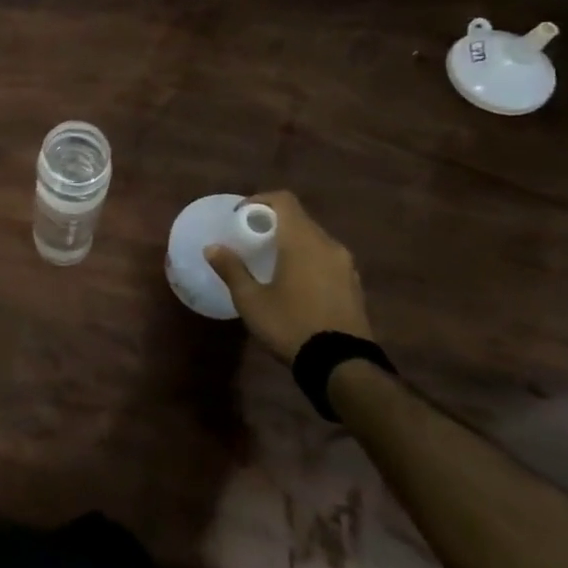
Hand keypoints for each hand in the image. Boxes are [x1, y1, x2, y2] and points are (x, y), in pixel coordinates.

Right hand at [206, 191, 372, 361]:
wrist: (343, 366)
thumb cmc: (291, 325)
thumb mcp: (251, 300)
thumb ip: (232, 269)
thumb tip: (213, 247)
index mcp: (303, 242)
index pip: (284, 200)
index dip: (259, 201)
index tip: (239, 217)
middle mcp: (329, 246)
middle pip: (299, 219)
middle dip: (273, 224)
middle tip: (250, 240)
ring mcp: (346, 266)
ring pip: (314, 240)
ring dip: (292, 243)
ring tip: (271, 262)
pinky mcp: (355, 286)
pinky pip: (327, 260)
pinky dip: (308, 260)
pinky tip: (295, 284)